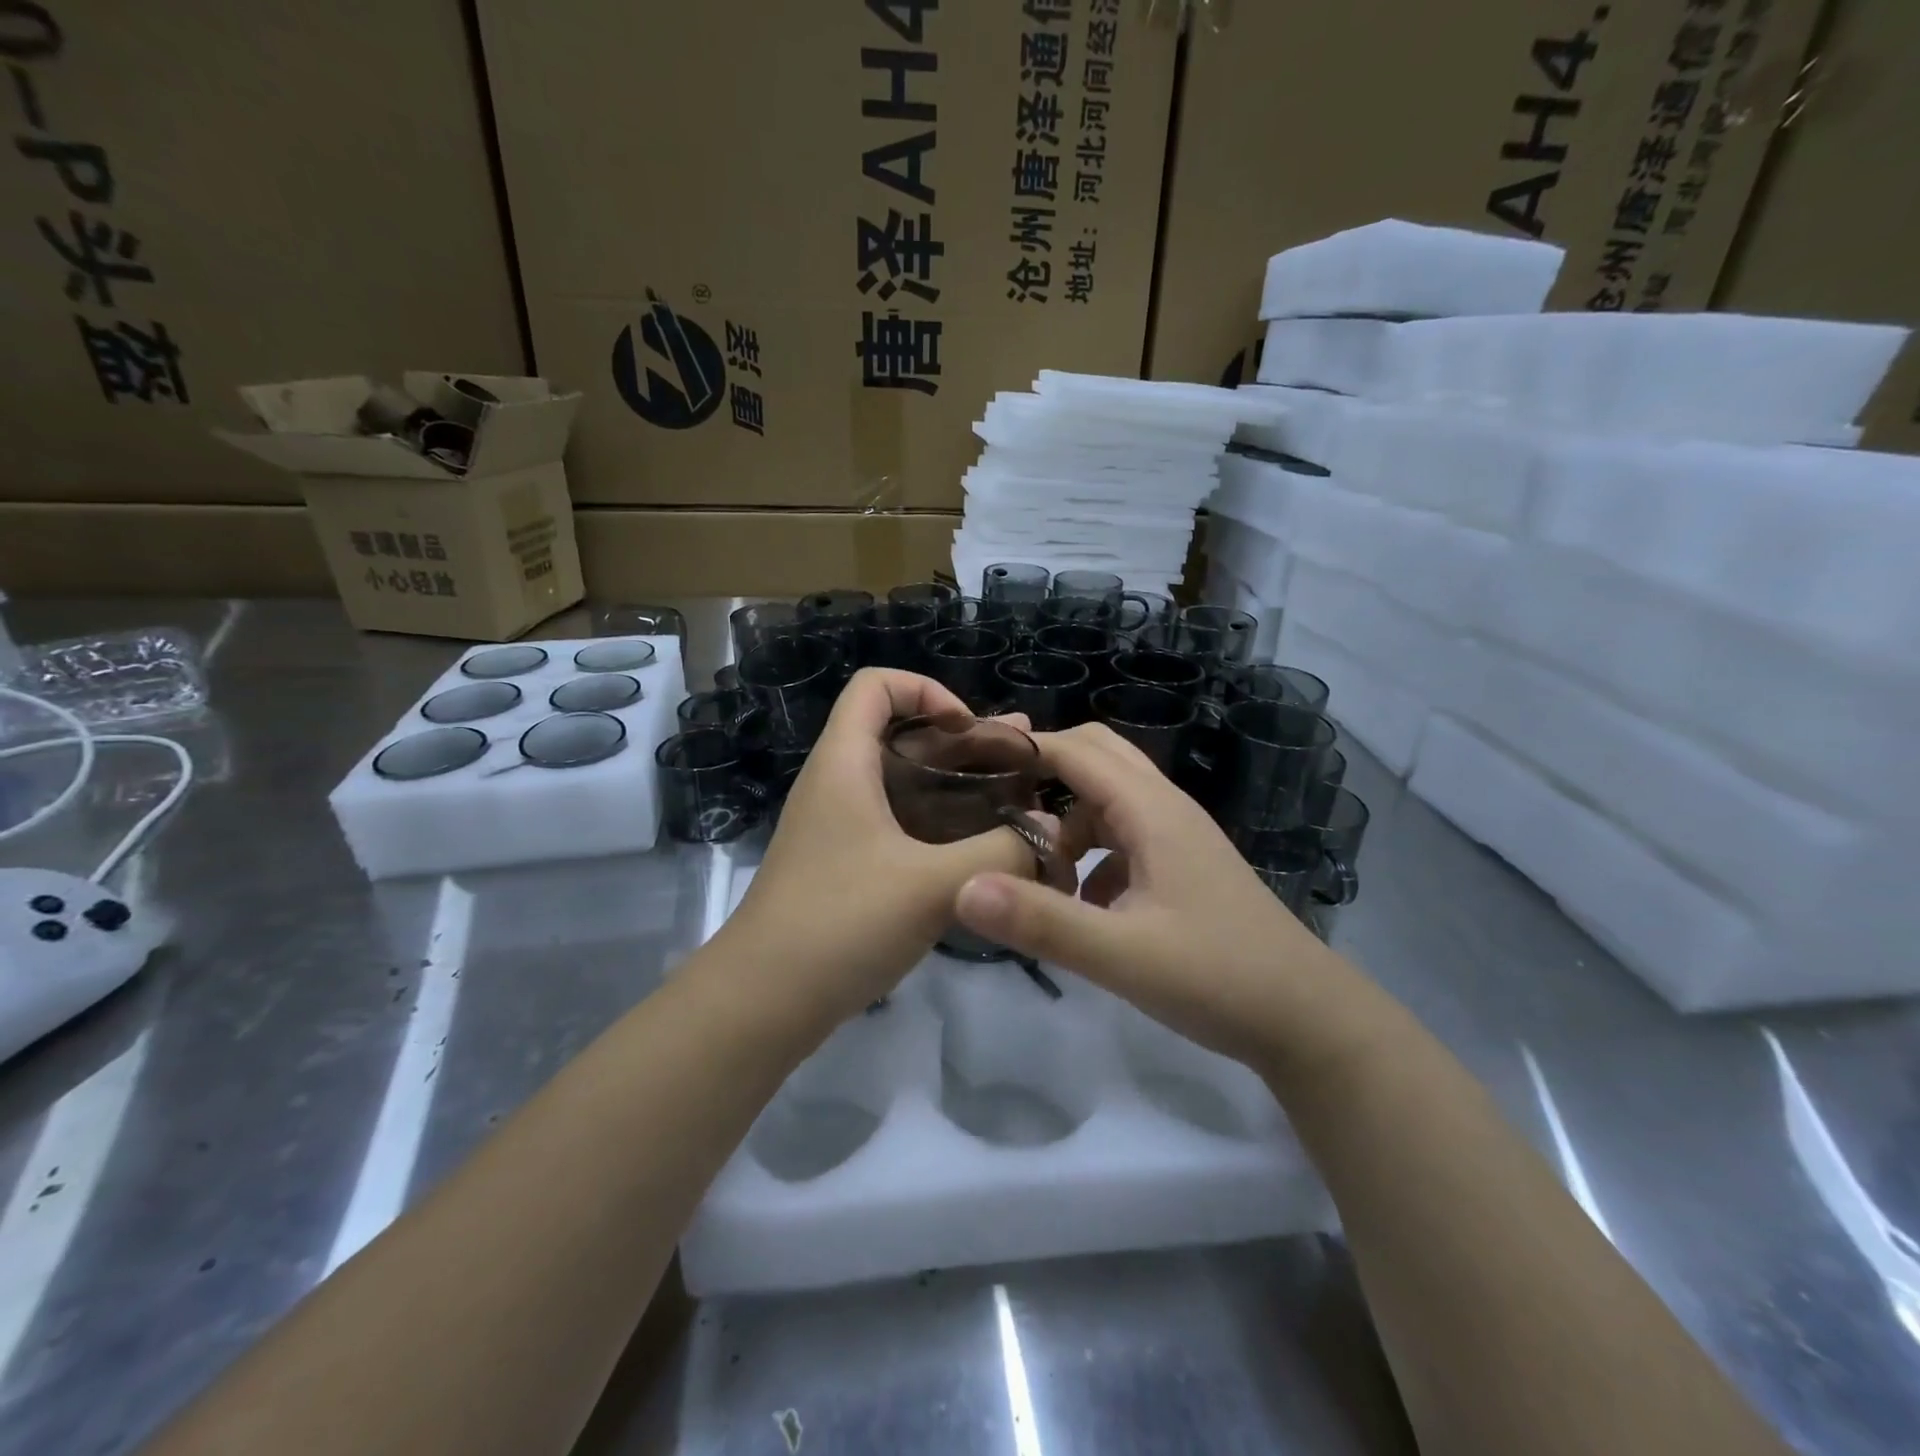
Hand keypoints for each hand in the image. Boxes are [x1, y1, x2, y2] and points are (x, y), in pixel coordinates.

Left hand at [719, 669, 1051, 1022]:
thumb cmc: (840, 923)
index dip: (927, 689)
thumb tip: (1050, 834)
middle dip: (964, 743)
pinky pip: (901, 825)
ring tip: (1020, 800)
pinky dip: (943, 826)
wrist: (763, 1001)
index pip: (876, 685)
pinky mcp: (849, 866)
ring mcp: (842, 827)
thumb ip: (1001, 852)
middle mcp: (840, 784)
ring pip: (906, 784)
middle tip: (1025, 762)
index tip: (970, 730)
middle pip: (902, 735)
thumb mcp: (932, 884)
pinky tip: (984, 851)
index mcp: (844, 762)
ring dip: (959, 786)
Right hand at [952, 723, 1373, 1079]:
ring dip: (1067, 820)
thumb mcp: (1121, 955)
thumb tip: (962, 889)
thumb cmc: (1218, 977)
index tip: (971, 761)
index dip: (1024, 748)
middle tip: (995, 802)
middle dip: (1045, 771)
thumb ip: (1042, 922)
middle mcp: (1166, 810)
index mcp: (1152, 811)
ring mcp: (1178, 839)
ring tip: (1032, 867)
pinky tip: (1080, 903)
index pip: (1077, 751)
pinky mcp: (1182, 869)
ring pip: (1109, 801)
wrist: (1307, 1020)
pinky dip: (1091, 853)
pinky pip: (1124, 839)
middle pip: (1097, 759)